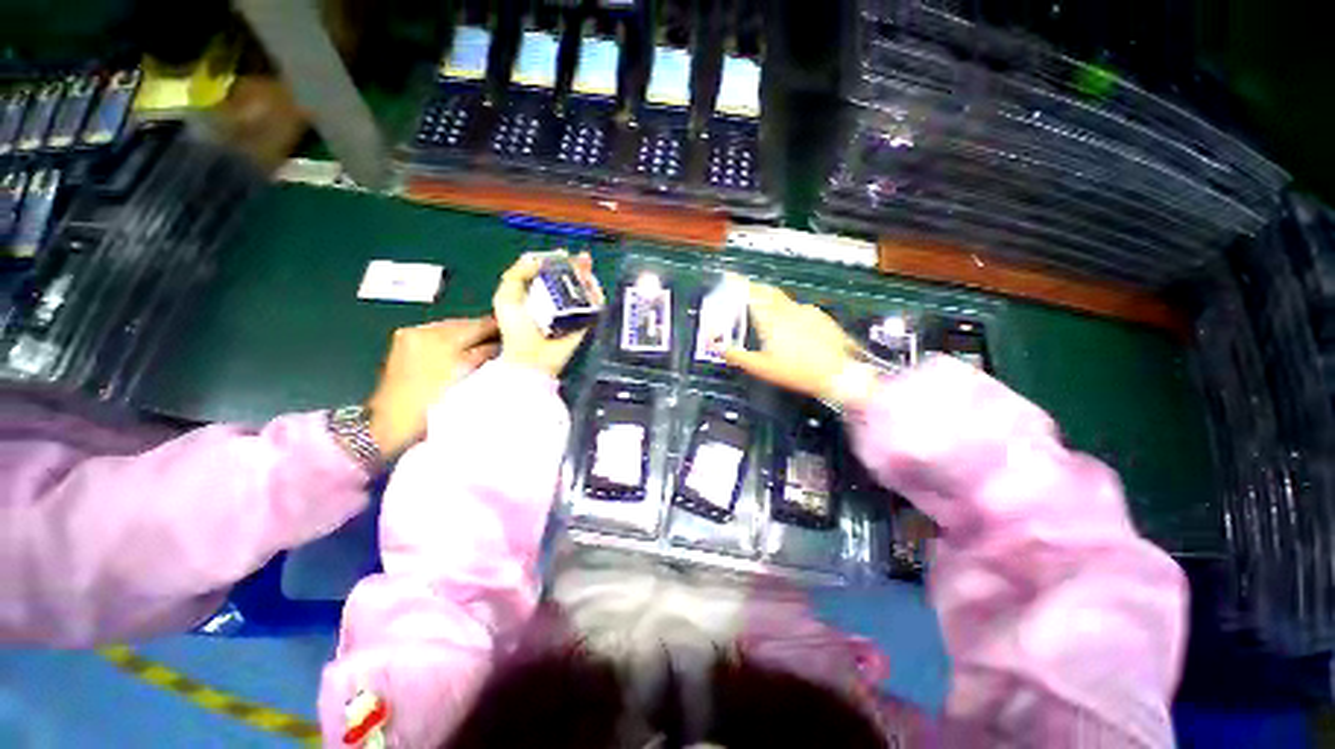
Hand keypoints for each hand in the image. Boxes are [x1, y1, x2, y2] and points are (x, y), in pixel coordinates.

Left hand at [366, 317, 498, 457]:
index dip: (500, 328)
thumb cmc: (435, 403)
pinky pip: (436, 335)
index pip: (480, 324)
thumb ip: (487, 354)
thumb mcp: (468, 377)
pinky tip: (461, 354)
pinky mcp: (404, 343)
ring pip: (451, 329)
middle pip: (465, 323)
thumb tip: (504, 342)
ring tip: (484, 351)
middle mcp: (424, 329)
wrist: (391, 423)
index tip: (517, 334)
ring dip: (468, 337)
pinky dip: (451, 342)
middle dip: (484, 333)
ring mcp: (411, 334)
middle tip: (504, 343)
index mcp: (441, 336)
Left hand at [493, 251, 601, 376]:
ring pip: (585, 289)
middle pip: (570, 278)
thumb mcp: (506, 296)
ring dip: (588, 277)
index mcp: (537, 293)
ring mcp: (572, 311)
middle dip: (577, 266)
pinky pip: (595, 305)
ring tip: (586, 269)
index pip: (550, 272)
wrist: (532, 356)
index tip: (562, 254)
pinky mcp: (585, 321)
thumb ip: (516, 274)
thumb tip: (537, 258)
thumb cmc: (516, 328)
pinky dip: (597, 294)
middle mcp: (556, 300)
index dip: (556, 261)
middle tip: (582, 258)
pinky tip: (593, 285)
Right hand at [723, 281, 861, 404]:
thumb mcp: (762, 368)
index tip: (729, 276)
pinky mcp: (822, 319)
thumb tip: (719, 349)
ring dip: (773, 302)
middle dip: (754, 289)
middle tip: (745, 292)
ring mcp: (808, 312)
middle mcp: (789, 309)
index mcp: (772, 318)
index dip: (738, 283)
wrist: (840, 374)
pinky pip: (801, 310)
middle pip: (768, 292)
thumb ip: (737, 356)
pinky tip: (793, 327)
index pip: (751, 293)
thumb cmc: (796, 371)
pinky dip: (790, 312)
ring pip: (785, 301)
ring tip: (767, 313)